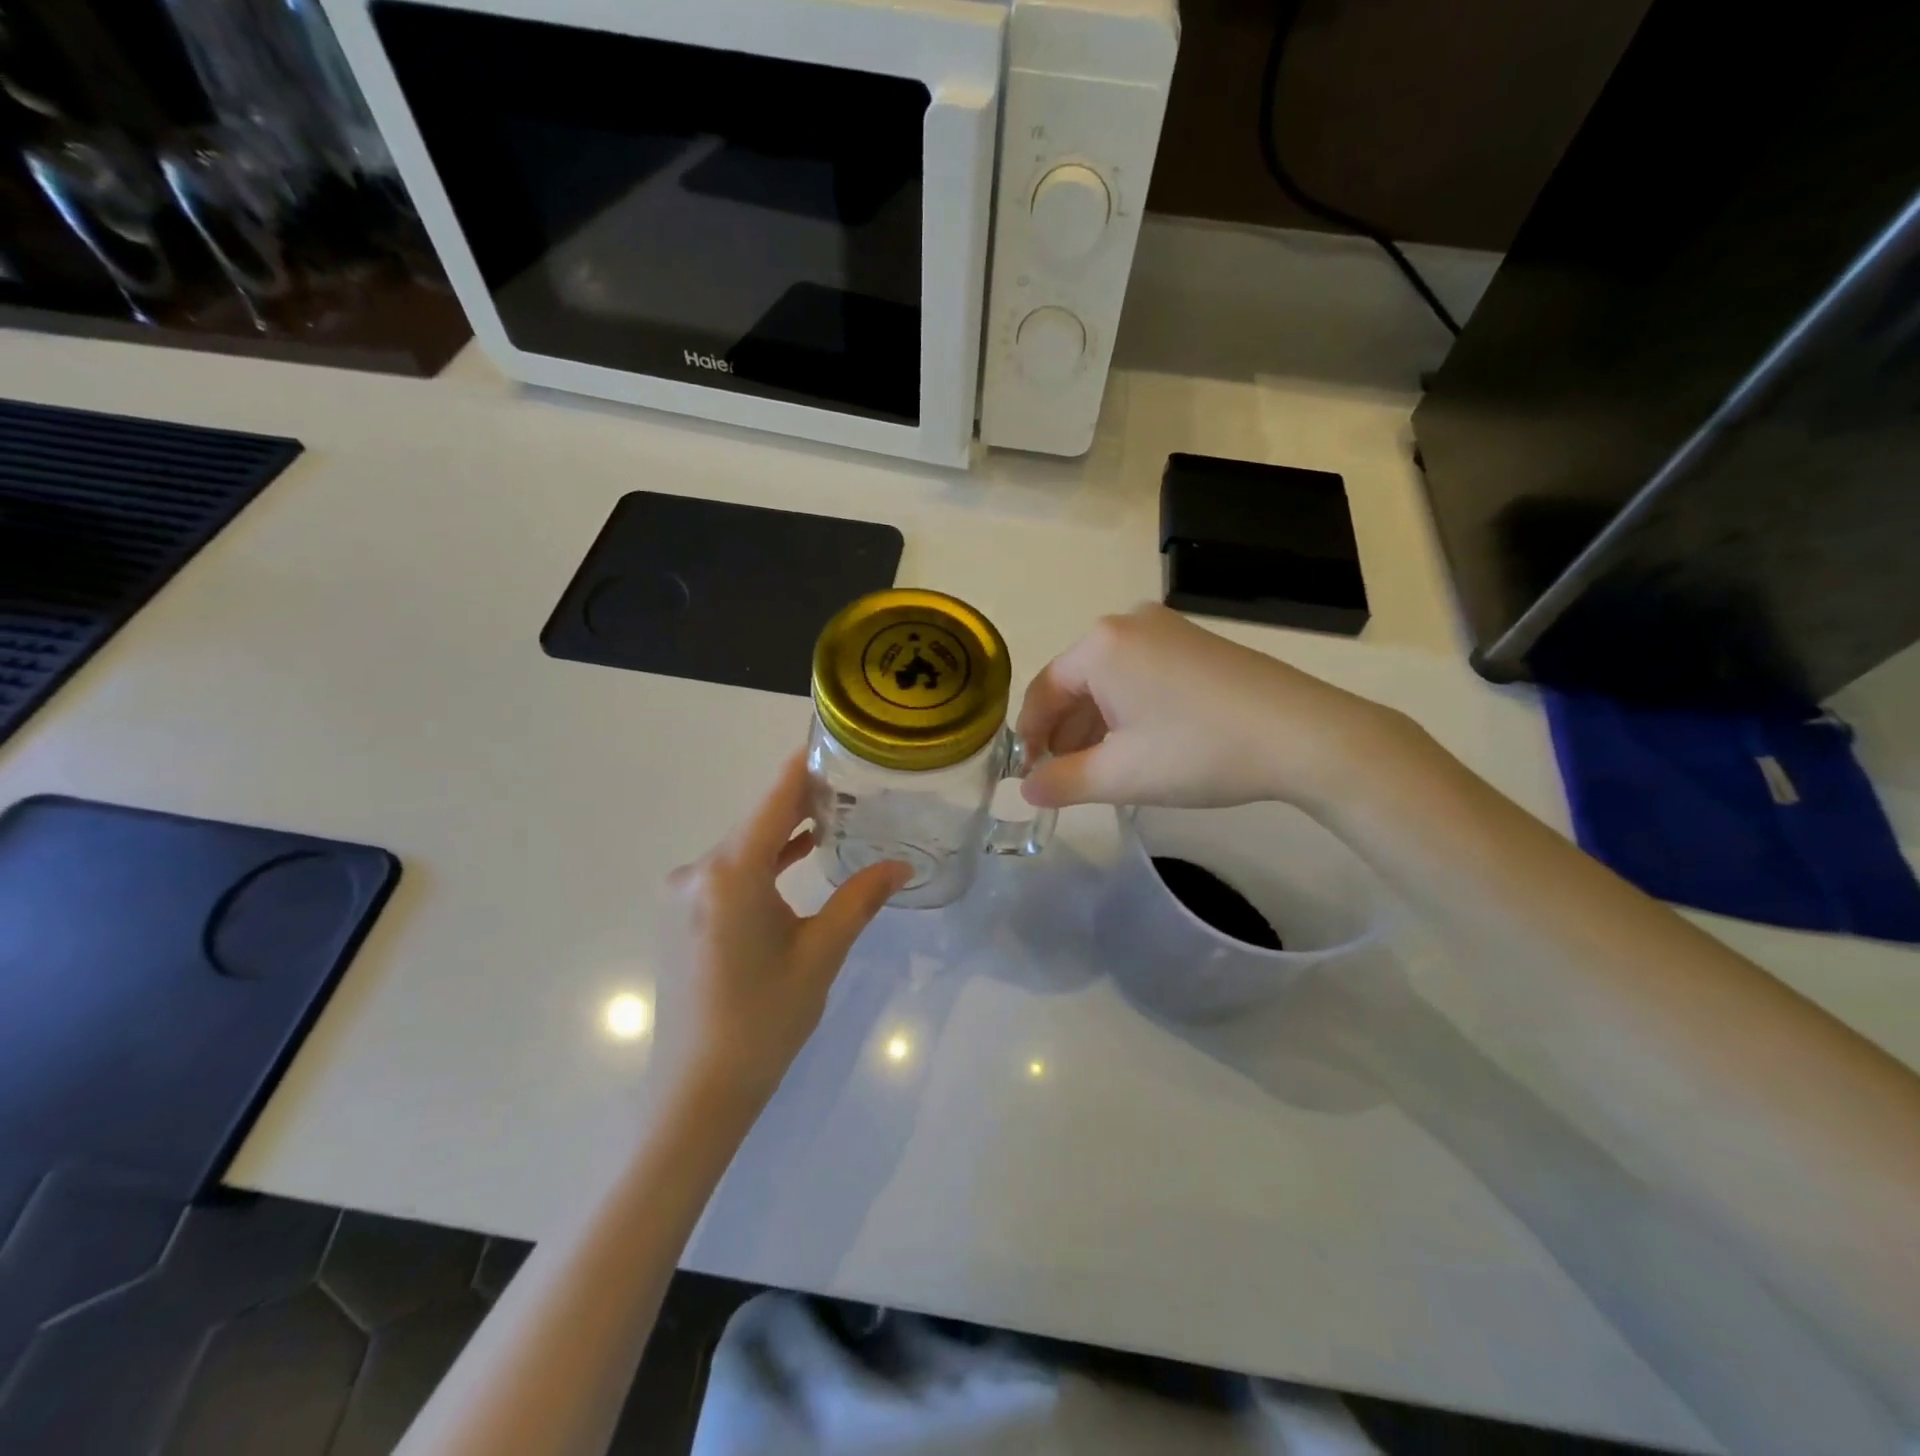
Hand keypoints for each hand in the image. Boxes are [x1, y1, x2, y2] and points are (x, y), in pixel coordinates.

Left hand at [666, 754, 909, 1104]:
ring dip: (786, 833)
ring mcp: (683, 893)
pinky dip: (764, 862)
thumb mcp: (820, 954)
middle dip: (806, 802)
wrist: (697, 1093)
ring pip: (744, 847)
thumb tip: (903, 865)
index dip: (806, 766)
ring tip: (839, 817)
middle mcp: (698, 871)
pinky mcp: (681, 915)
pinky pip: (729, 872)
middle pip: (759, 820)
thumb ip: (860, 898)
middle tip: (858, 786)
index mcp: (731, 872)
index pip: (775, 797)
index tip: (839, 742)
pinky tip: (798, 857)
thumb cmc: (764, 1020)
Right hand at [1017, 604, 1417, 812]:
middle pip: (1077, 682)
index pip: (1044, 691)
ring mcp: (1168, 628)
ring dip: (1097, 724)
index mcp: (1100, 645)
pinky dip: (1129, 709)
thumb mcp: (1120, 776)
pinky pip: (1142, 674)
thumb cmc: (1198, 752)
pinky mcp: (1197, 643)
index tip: (1028, 774)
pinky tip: (1140, 745)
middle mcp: (1129, 623)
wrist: (1306, 736)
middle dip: (1066, 732)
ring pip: (1111, 680)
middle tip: (1065, 777)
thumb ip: (1061, 783)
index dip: (1029, 736)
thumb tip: (1026, 790)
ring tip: (1101, 768)